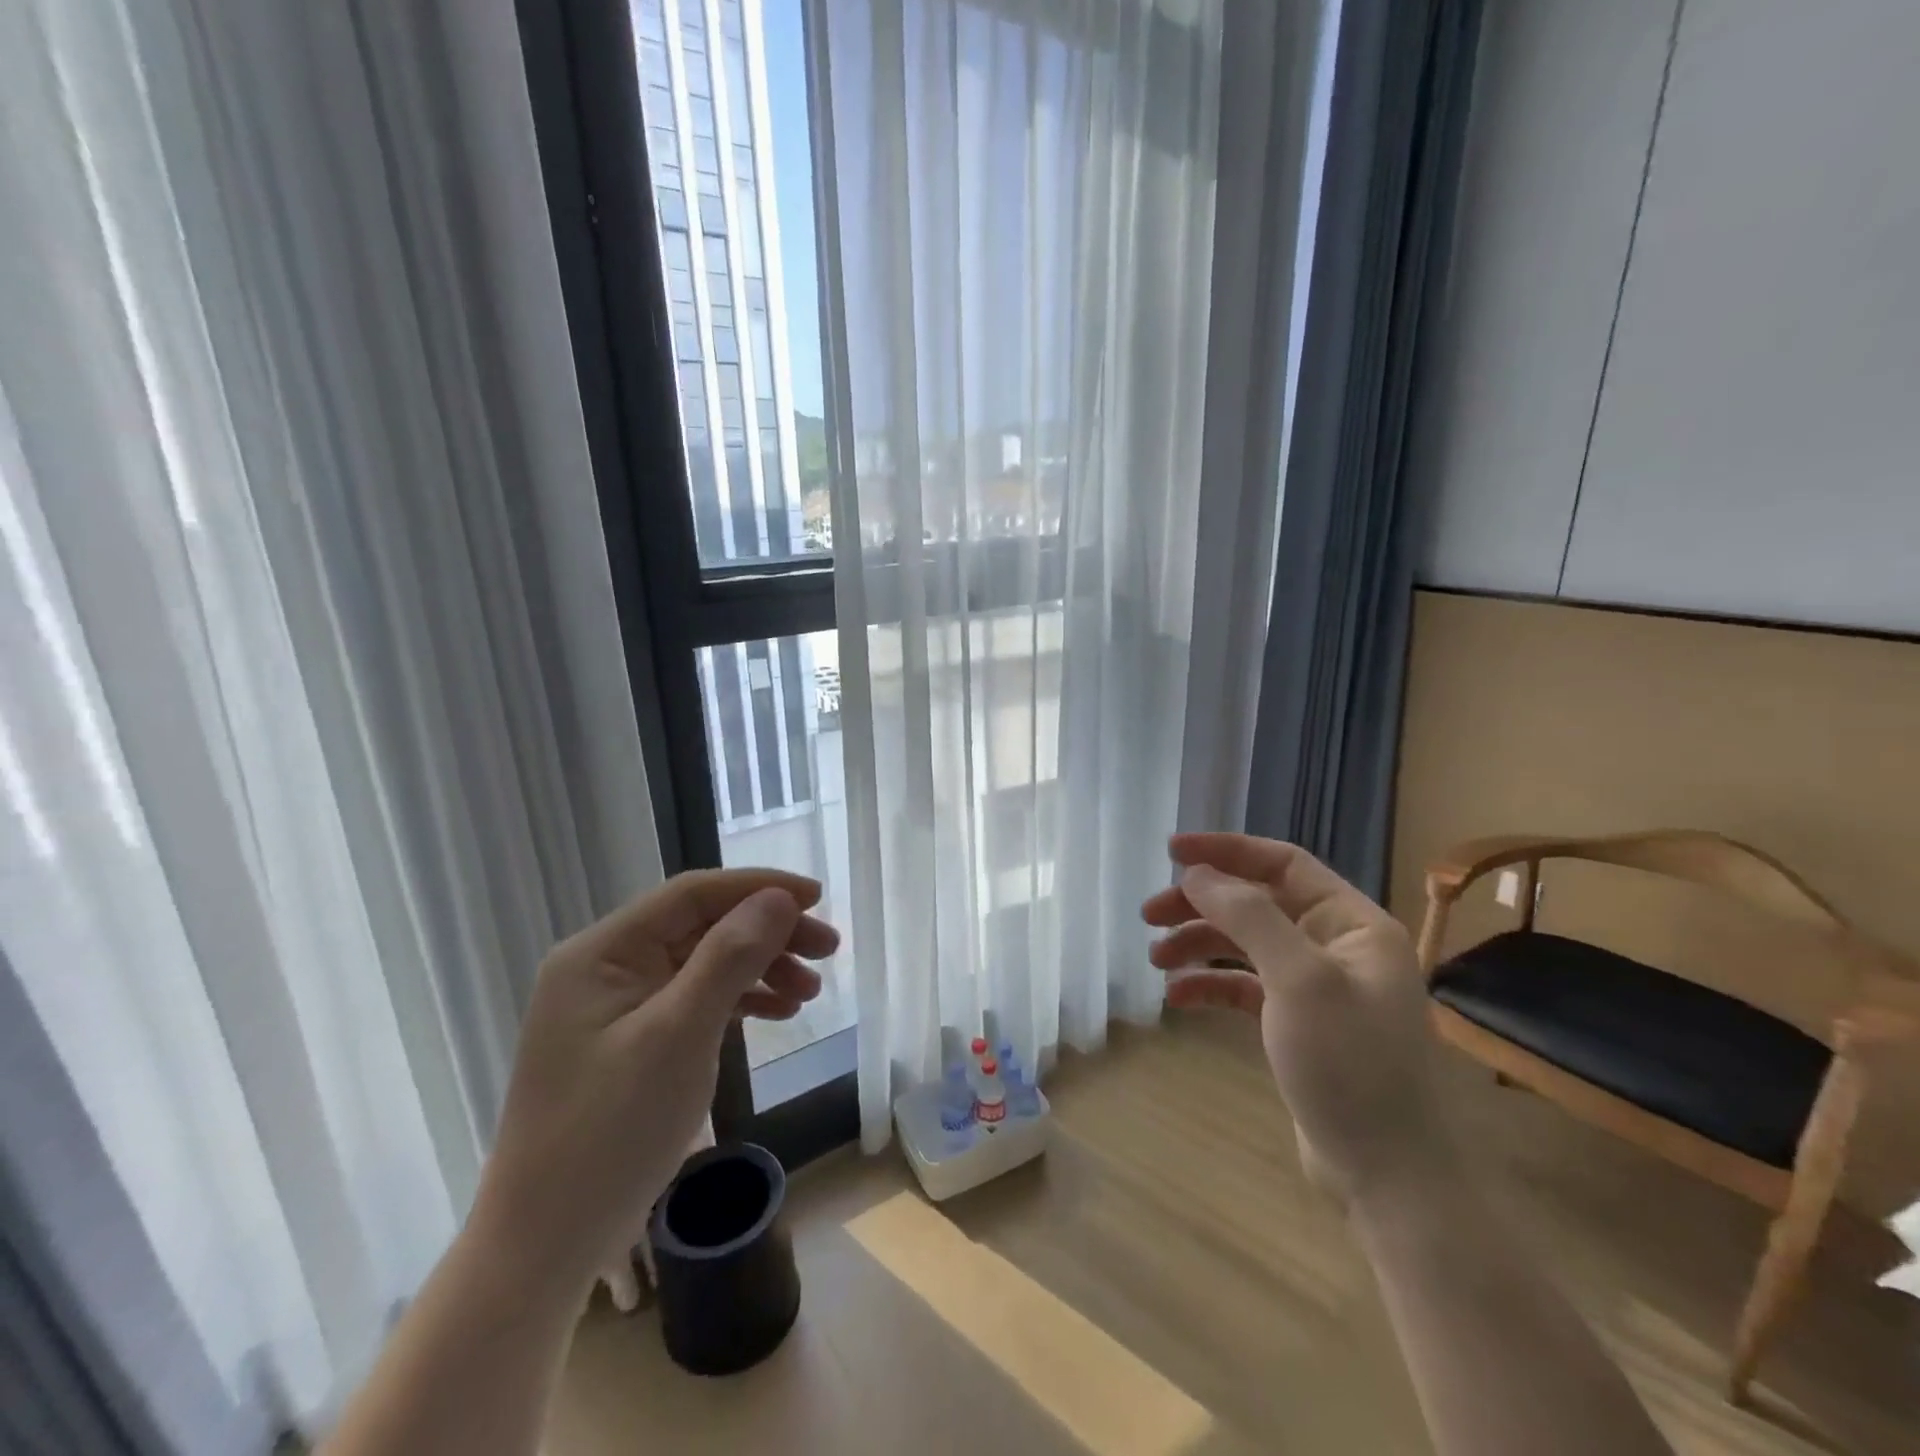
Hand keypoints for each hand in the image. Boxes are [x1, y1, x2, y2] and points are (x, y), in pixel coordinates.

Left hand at [471, 869, 836, 1293]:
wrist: (545, 1247)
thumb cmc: (609, 1133)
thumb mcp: (678, 1036)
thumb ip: (729, 957)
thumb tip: (778, 898)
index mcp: (602, 952)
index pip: (692, 895)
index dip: (758, 887)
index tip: (817, 898)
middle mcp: (605, 967)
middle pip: (702, 927)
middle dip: (767, 933)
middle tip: (827, 950)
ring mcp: (616, 1007)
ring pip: (704, 963)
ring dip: (760, 968)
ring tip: (810, 993)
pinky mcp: (630, 1042)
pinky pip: (695, 1001)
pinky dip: (738, 1002)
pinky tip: (776, 1013)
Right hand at [1142, 833, 1451, 1205]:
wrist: (1387, 1175)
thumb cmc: (1350, 1065)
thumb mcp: (1299, 980)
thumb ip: (1248, 917)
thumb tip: (1198, 874)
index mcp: (1352, 923)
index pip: (1283, 864)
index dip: (1226, 851)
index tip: (1171, 851)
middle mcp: (1336, 945)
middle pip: (1256, 903)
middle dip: (1201, 904)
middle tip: (1149, 914)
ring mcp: (1316, 986)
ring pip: (1244, 944)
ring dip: (1198, 944)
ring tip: (1155, 960)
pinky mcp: (1296, 1024)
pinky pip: (1244, 986)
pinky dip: (1210, 984)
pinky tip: (1178, 997)